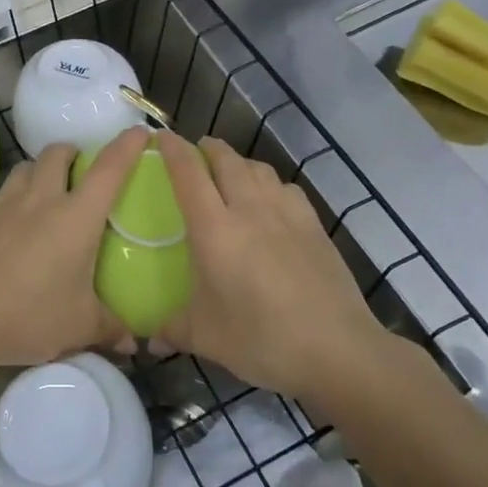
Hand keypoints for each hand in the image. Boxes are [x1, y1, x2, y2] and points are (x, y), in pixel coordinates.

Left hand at [0, 126, 151, 370]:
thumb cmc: (30, 317)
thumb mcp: (79, 327)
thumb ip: (109, 328)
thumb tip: (133, 343)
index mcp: (76, 217)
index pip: (108, 169)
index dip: (126, 146)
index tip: (138, 132)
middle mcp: (39, 200)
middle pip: (56, 153)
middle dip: (70, 152)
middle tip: (77, 168)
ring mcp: (1, 205)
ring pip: (22, 169)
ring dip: (36, 172)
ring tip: (40, 194)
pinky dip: (6, 204)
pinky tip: (4, 231)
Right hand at [155, 132, 408, 398]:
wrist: (337, 349)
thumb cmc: (261, 340)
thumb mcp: (206, 338)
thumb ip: (172, 329)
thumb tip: (149, 339)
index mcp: (214, 229)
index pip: (187, 172)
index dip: (171, 148)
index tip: (159, 136)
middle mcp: (249, 209)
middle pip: (226, 159)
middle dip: (207, 148)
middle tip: (194, 155)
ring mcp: (286, 213)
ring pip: (258, 168)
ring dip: (239, 163)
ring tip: (230, 174)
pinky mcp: (314, 224)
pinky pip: (286, 188)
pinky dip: (270, 184)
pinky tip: (270, 203)